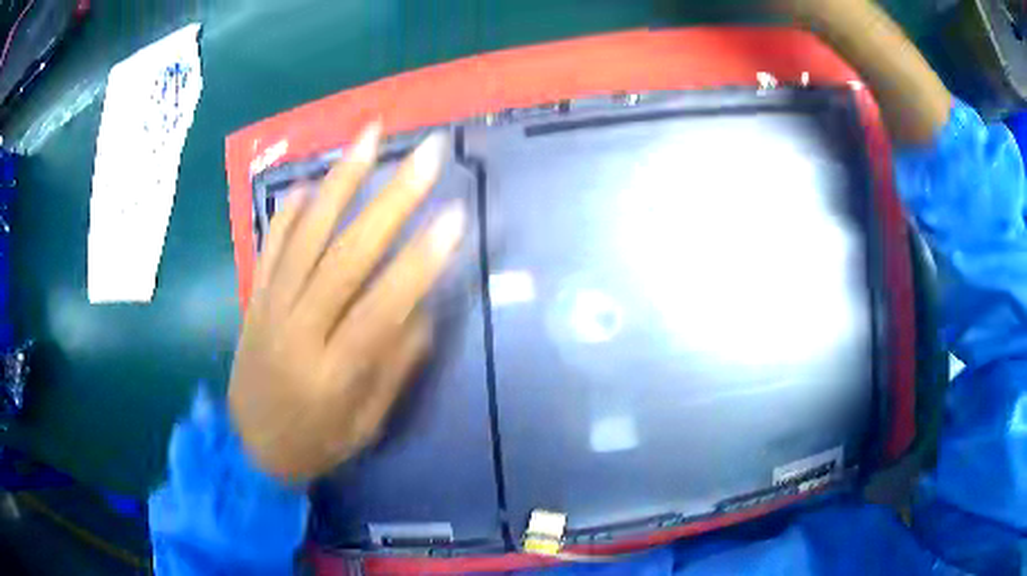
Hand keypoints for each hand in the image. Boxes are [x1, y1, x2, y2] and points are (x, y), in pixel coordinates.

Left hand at [228, 122, 464, 481]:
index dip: (422, 261)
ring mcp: (270, 308)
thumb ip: (394, 365)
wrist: (249, 447)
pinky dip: (292, 210)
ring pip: (307, 235)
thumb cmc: (316, 443)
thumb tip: (422, 305)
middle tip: (427, 153)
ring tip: (370, 135)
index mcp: (333, 372)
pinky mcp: (255, 298)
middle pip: (346, 255)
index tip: (456, 214)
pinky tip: (314, 180)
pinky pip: (272, 244)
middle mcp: (299, 330)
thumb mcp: (366, 424)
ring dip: (341, 180)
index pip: (383, 306)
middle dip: (392, 199)